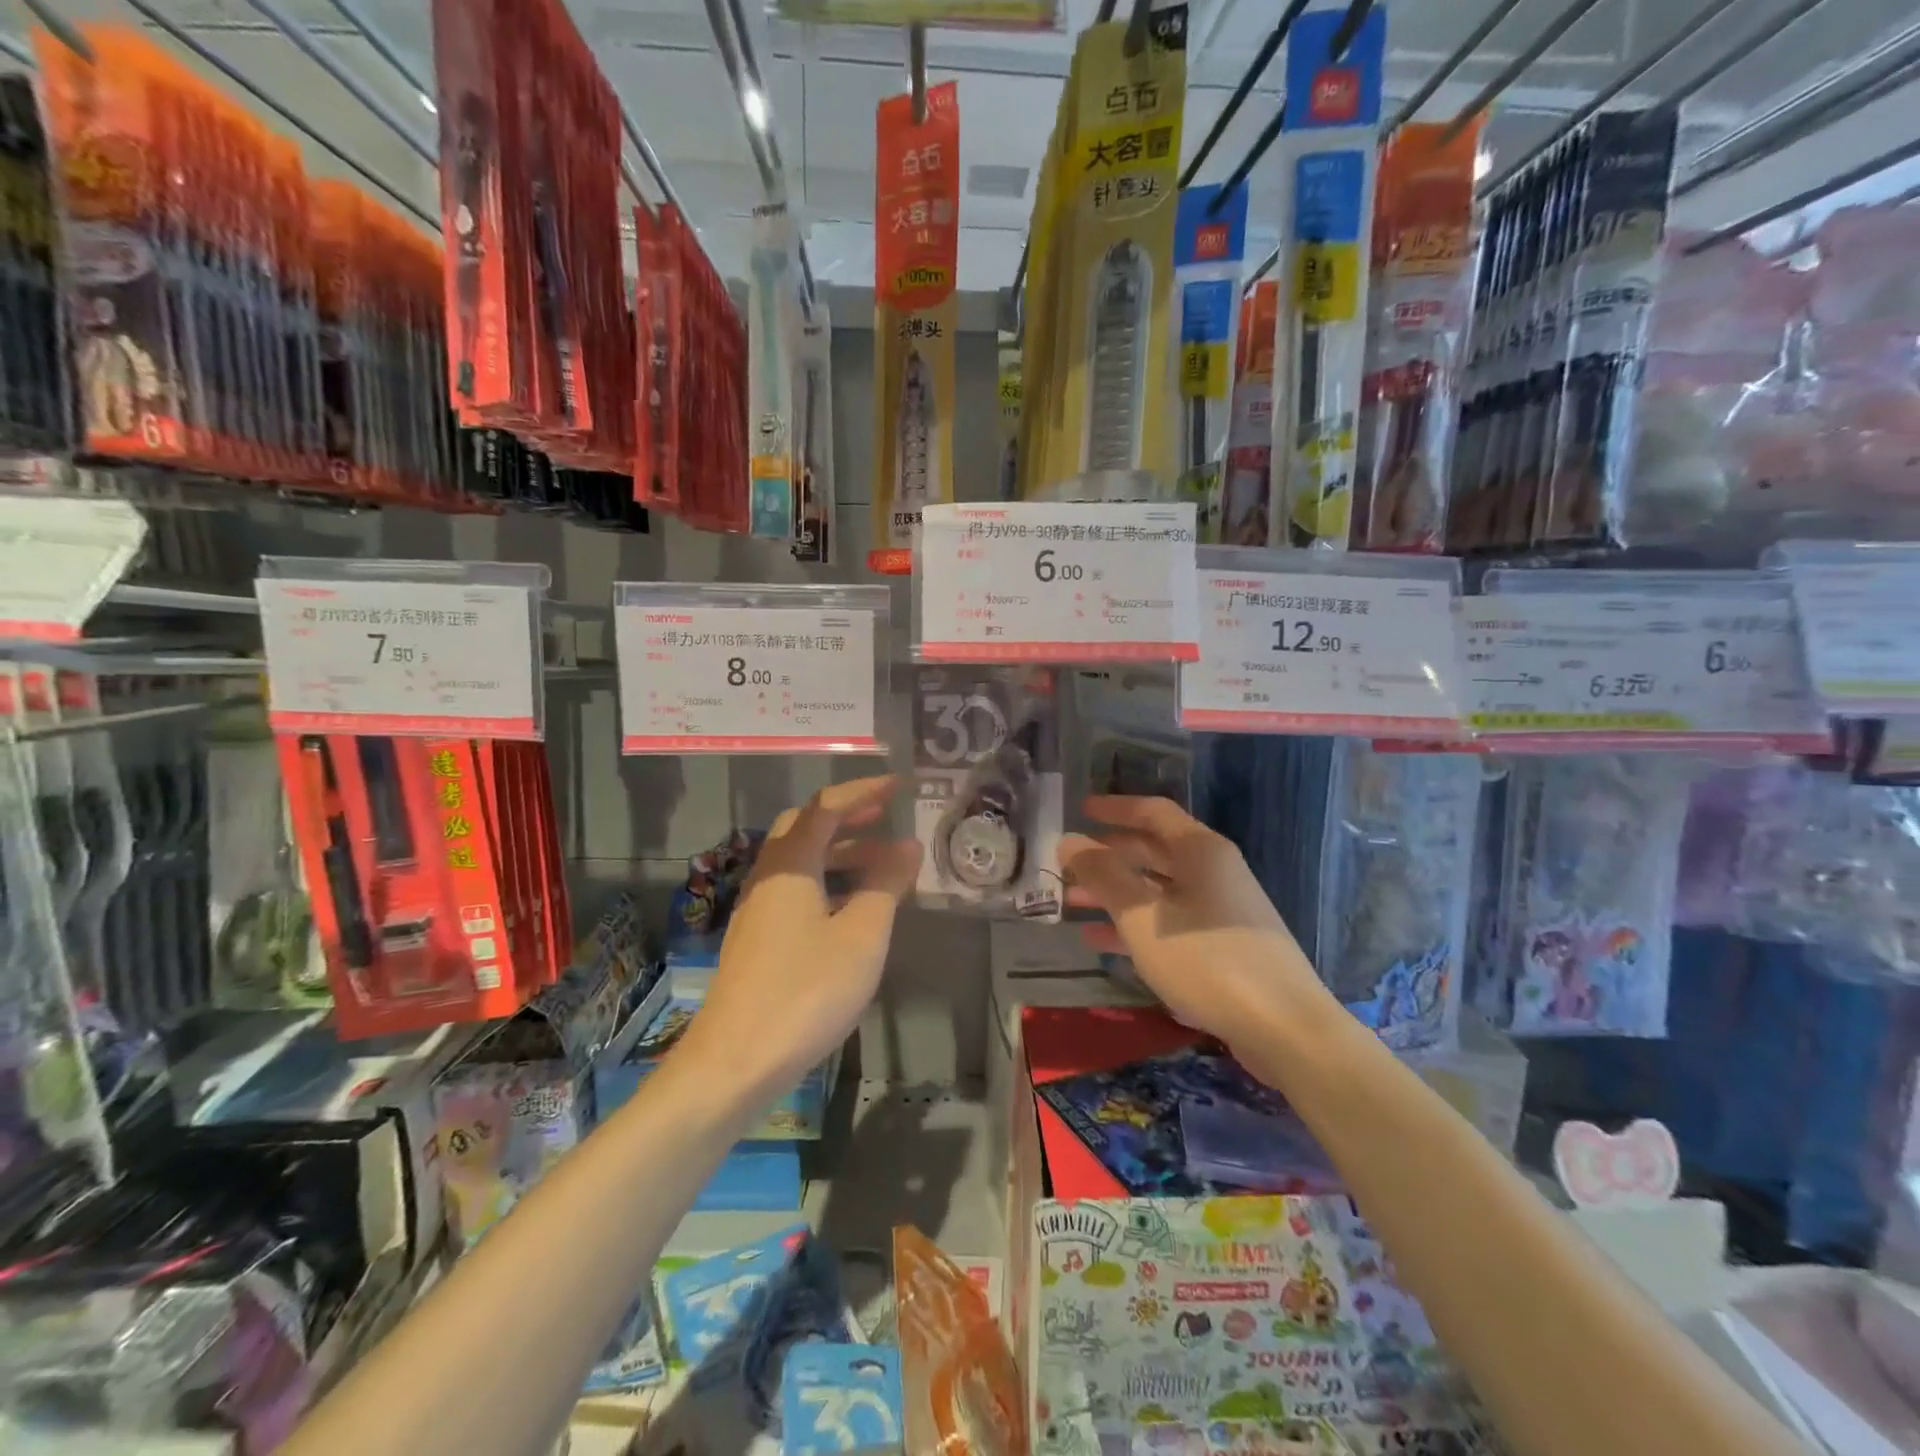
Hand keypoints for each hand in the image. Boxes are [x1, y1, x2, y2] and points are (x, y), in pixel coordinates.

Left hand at [684, 776, 921, 1093]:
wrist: (734, 1062)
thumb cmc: (806, 991)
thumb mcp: (861, 935)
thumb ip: (885, 884)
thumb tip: (907, 846)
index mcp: (790, 866)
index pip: (826, 808)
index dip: (862, 792)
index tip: (897, 785)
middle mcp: (768, 877)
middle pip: (805, 828)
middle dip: (847, 817)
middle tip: (885, 816)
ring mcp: (757, 910)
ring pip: (800, 862)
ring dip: (839, 852)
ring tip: (882, 863)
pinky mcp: (756, 940)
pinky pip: (795, 890)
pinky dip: (826, 882)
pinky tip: (850, 908)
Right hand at [1059, 795, 1324, 1049]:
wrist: (1285, 1028)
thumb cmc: (1207, 960)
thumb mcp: (1143, 917)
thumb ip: (1103, 875)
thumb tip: (1069, 840)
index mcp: (1200, 850)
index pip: (1152, 812)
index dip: (1114, 808)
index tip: (1080, 809)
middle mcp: (1214, 870)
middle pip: (1153, 851)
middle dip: (1108, 857)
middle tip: (1067, 868)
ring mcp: (1221, 910)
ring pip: (1158, 889)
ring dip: (1116, 894)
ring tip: (1073, 905)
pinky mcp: (1223, 945)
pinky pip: (1170, 922)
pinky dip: (1136, 925)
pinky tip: (1102, 942)